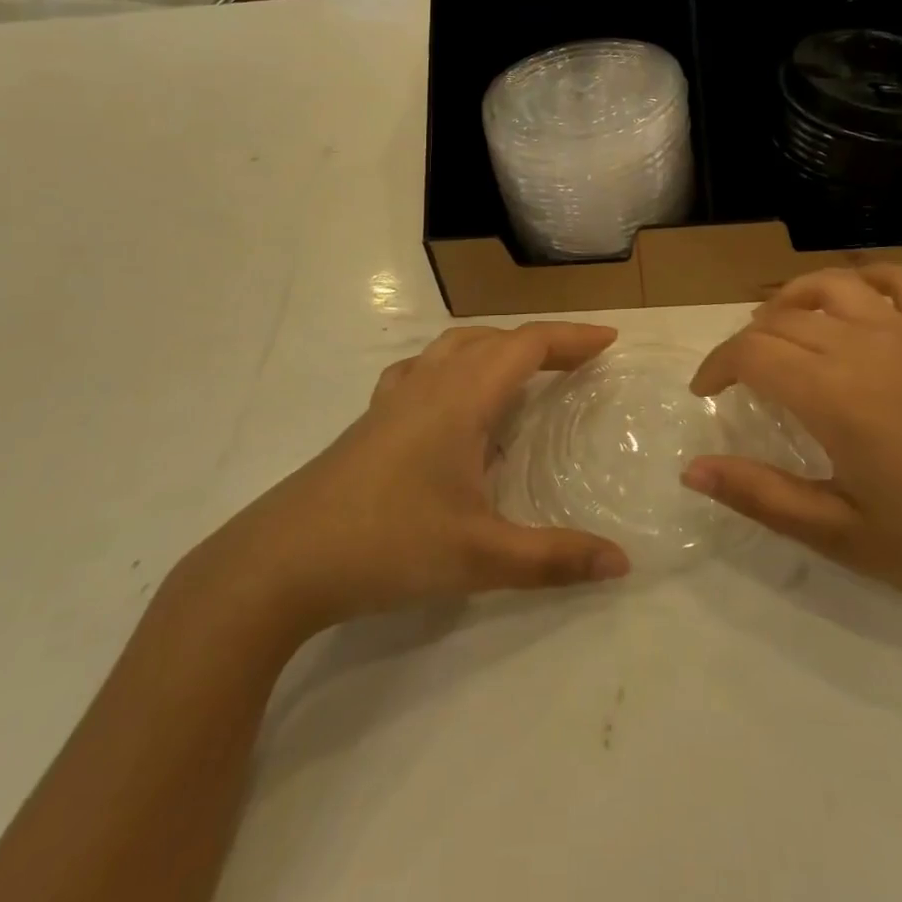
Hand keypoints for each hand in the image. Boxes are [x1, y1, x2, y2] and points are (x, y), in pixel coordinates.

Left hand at [183, 323, 631, 637]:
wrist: (279, 562)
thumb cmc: (387, 545)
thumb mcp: (480, 557)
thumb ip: (554, 559)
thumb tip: (622, 563)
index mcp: (461, 398)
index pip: (527, 345)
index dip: (572, 338)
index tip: (609, 342)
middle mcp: (429, 383)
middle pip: (494, 340)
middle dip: (542, 343)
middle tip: (578, 363)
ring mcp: (393, 399)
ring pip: (454, 348)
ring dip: (497, 348)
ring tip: (524, 373)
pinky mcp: (371, 420)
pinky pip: (423, 370)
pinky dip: (454, 367)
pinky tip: (451, 401)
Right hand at [683, 266, 901, 618]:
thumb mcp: (840, 533)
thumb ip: (760, 495)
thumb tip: (692, 470)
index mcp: (833, 394)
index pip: (750, 353)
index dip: (716, 367)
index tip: (706, 394)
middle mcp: (864, 346)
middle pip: (780, 320)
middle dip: (746, 344)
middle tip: (739, 382)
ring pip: (831, 285)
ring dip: (791, 300)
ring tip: (778, 328)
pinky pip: (900, 281)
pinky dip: (866, 280)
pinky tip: (855, 304)